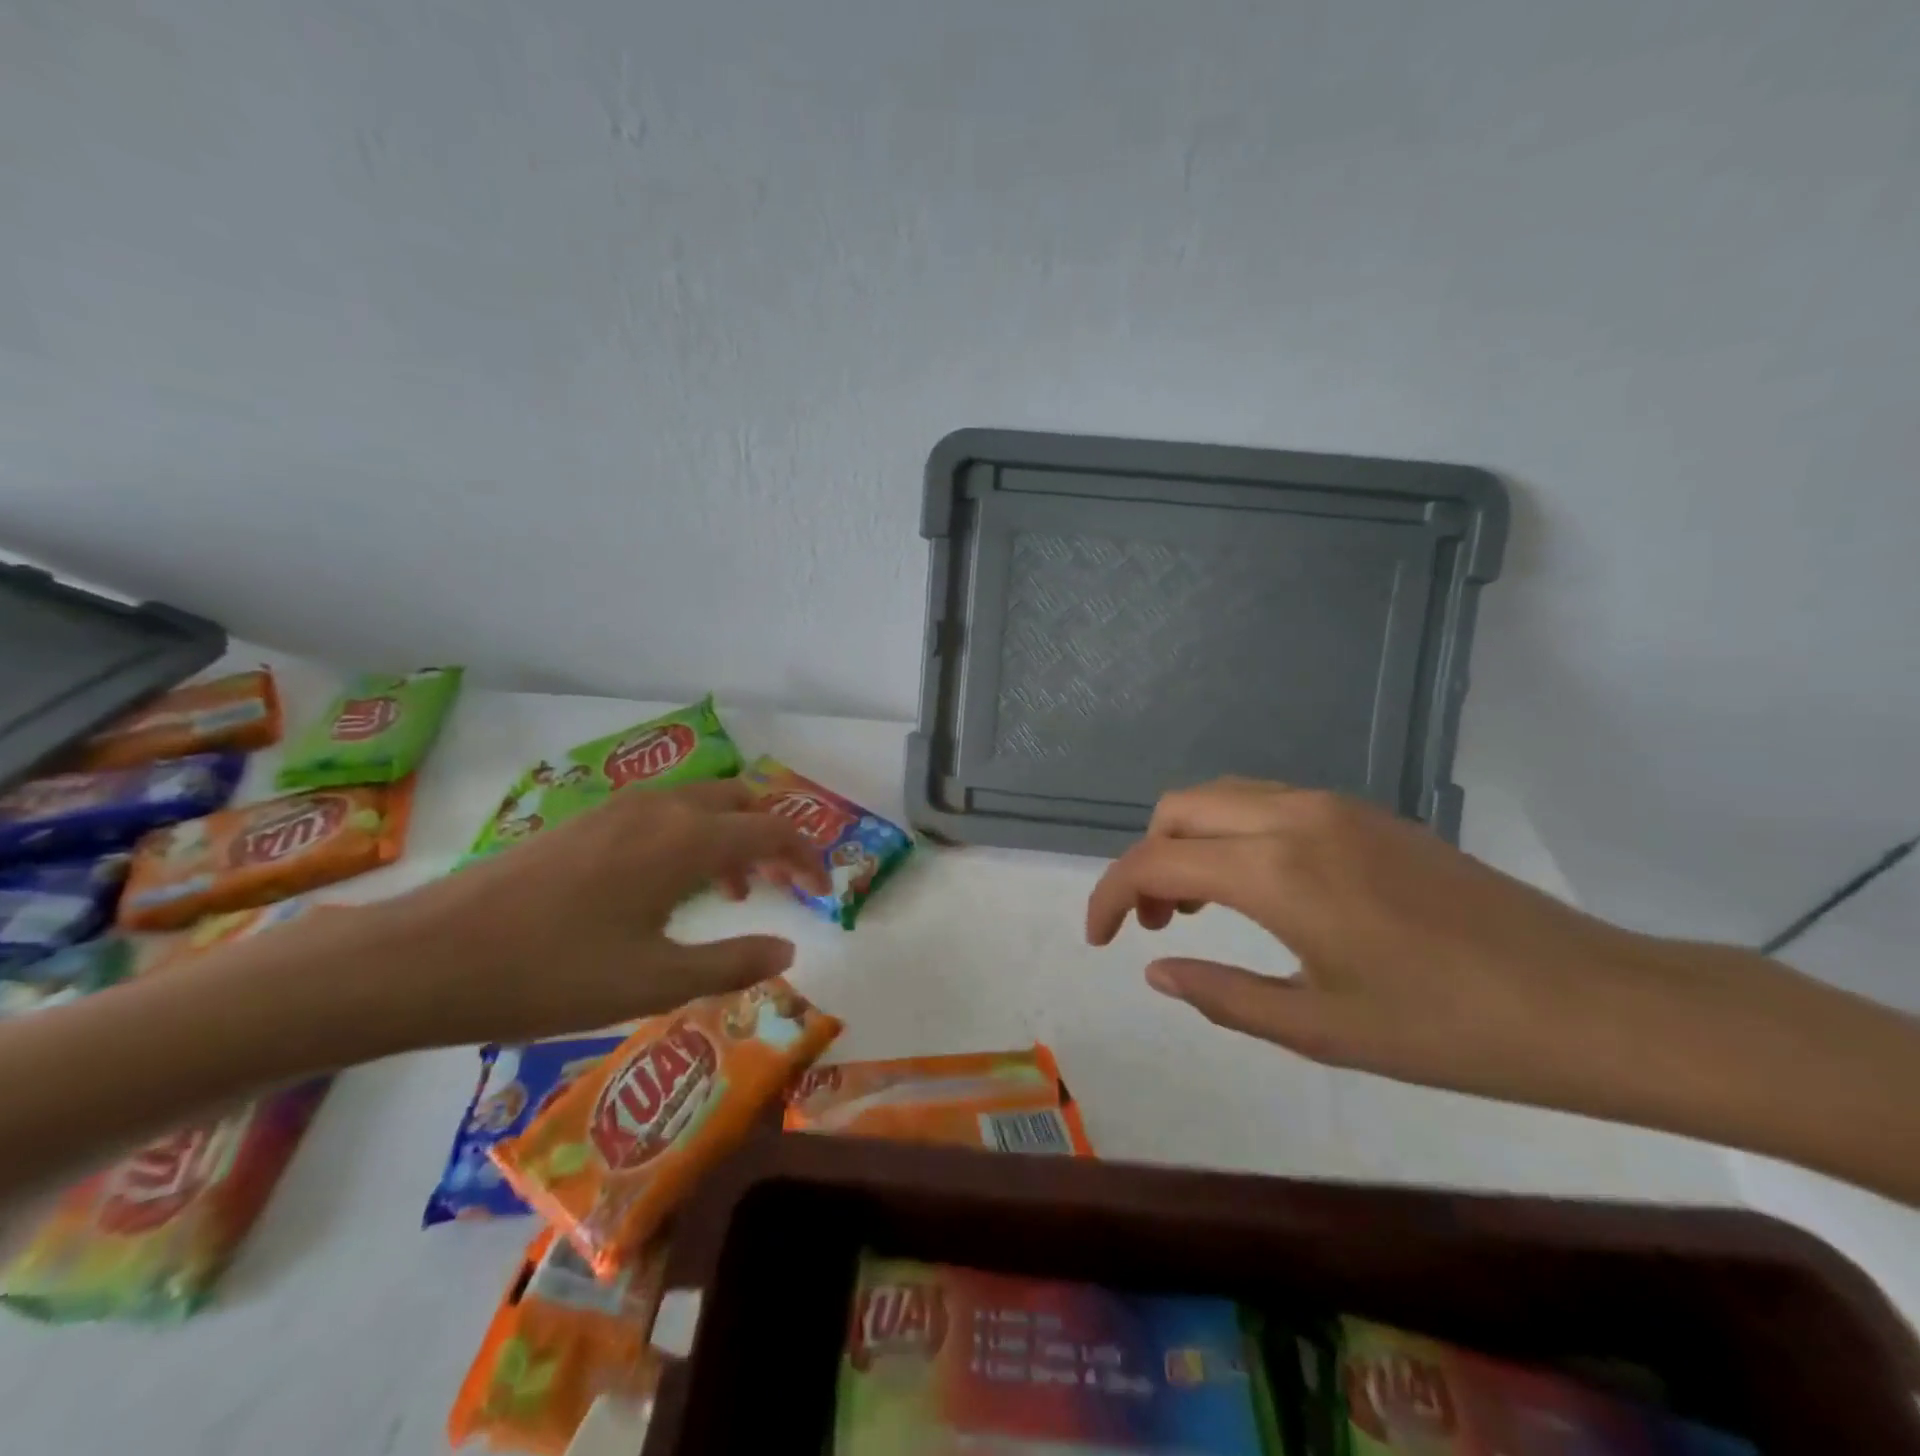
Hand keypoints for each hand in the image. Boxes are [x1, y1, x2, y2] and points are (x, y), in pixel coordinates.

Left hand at [337, 778, 830, 1049]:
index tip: (823, 890)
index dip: (808, 857)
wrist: (424, 958)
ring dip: (730, 837)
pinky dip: (690, 837)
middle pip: (740, 801)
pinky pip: (662, 814)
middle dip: (771, 837)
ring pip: (699, 804)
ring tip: (731, 891)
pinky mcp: (583, 823)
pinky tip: (665, 888)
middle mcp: (659, 809)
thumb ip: (733, 963)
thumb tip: (789, 950)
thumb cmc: (550, 974)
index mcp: (686, 840)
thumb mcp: (654, 983)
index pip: (773, 829)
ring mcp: (616, 810)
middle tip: (780, 885)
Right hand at [1085, 780, 1831, 1126]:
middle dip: (1146, 861)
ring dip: (1188, 843)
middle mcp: (1294, 817)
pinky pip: (1266, 803)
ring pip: (1221, 798)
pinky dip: (1231, 835)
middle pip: (1179, 808)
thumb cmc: (1450, 1030)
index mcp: (1276, 870)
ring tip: (1199, 912)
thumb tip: (1156, 967)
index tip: (1099, 940)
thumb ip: (1221, 993)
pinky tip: (1257, 892)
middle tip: (1158, 926)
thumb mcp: (1320, 1028)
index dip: (1111, 896)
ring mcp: (1334, 807)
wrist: (1592, 1002)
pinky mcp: (1365, 813)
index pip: (1156, 861)